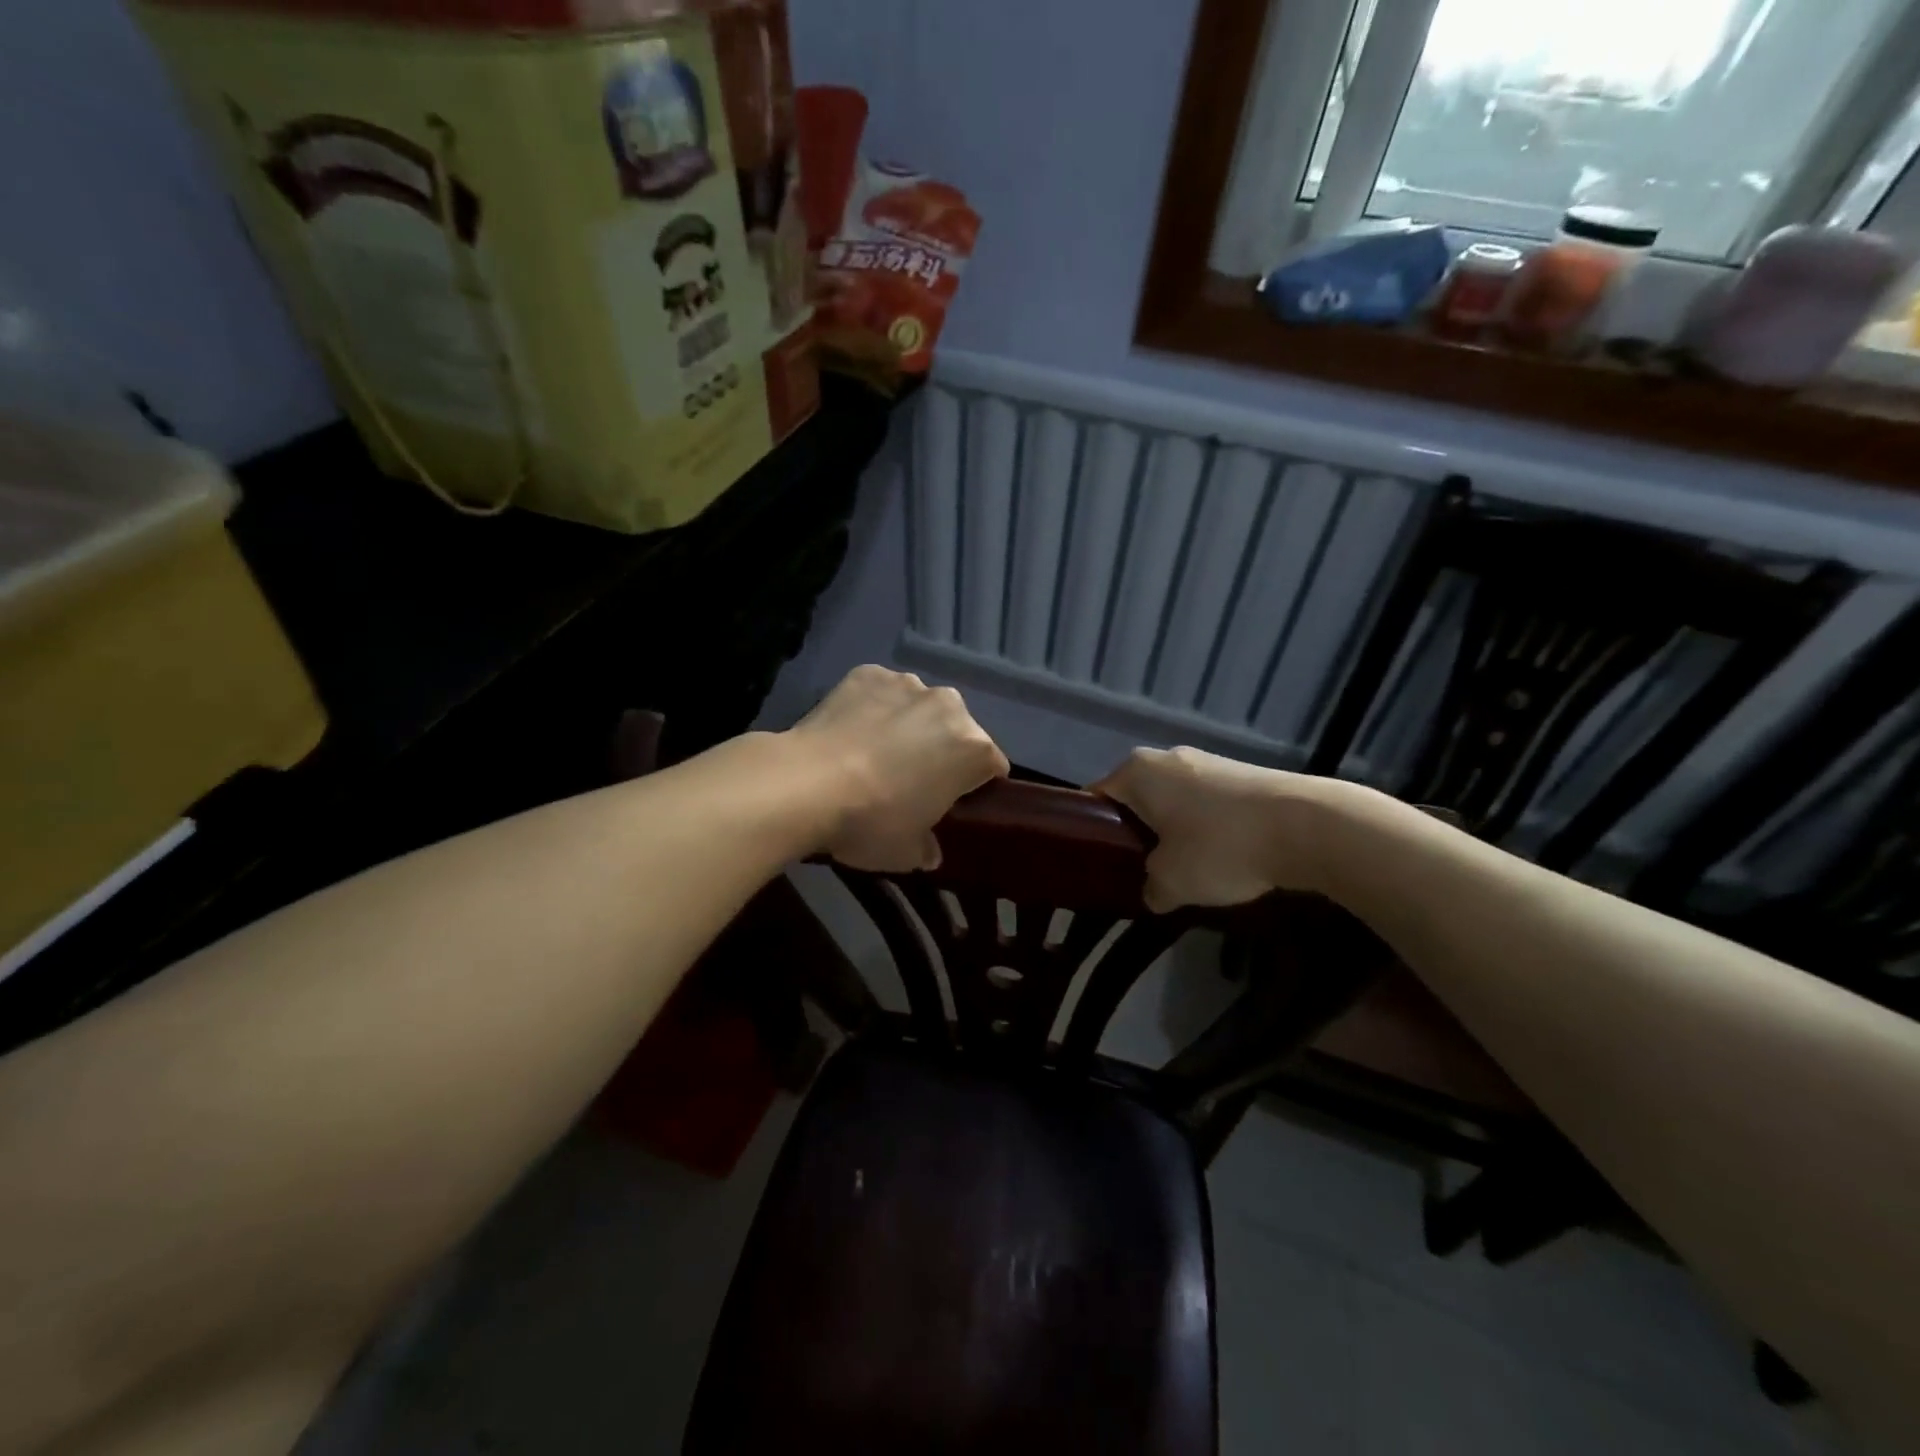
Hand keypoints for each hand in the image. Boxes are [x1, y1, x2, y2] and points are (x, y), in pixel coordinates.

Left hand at [789, 666, 1008, 872]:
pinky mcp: (868, 673)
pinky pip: (881, 692)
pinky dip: (873, 707)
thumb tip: (928, 850)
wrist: (805, 784)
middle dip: (943, 750)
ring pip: (919, 707)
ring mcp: (906, 684)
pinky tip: (851, 732)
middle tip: (911, 780)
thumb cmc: (870, 822)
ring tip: (875, 752)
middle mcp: (949, 706)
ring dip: (909, 725)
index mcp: (973, 749)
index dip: (975, 786)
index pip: (992, 766)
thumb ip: (927, 848)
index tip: (953, 803)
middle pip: (958, 730)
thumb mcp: (906, 853)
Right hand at [1092, 747, 1346, 912]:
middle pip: (1136, 799)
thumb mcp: (1171, 881)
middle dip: (1136, 833)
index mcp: (1137, 771)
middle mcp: (1167, 757)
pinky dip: (1206, 828)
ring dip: (1173, 832)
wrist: (1307, 826)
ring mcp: (1207, 761)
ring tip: (1187, 869)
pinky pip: (1206, 804)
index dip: (1092, 832)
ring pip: (1173, 802)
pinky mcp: (1241, 774)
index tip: (1100, 864)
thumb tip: (1154, 892)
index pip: (1096, 798)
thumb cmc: (1220, 847)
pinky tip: (1222, 857)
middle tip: (1141, 871)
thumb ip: (1150, 888)